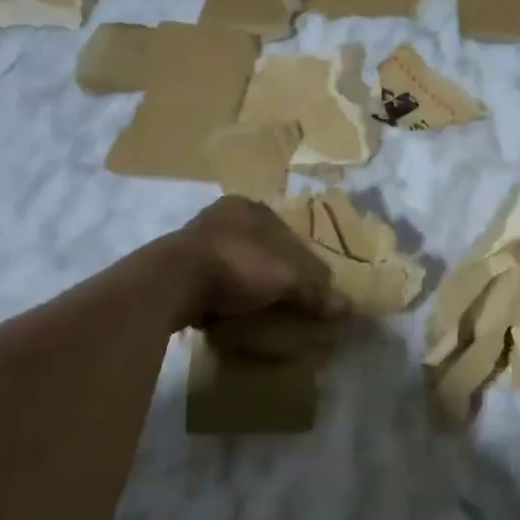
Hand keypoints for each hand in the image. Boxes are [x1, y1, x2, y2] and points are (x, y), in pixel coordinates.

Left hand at [173, 196, 346, 328]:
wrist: (172, 283)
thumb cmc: (237, 265)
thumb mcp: (287, 277)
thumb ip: (315, 290)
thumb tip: (347, 306)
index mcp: (248, 206)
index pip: (285, 231)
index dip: (301, 259)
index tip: (308, 285)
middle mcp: (219, 215)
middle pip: (258, 245)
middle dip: (270, 269)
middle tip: (283, 298)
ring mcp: (192, 240)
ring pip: (232, 262)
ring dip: (243, 282)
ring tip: (255, 308)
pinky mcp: (174, 267)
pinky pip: (208, 280)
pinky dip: (220, 294)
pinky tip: (226, 312)